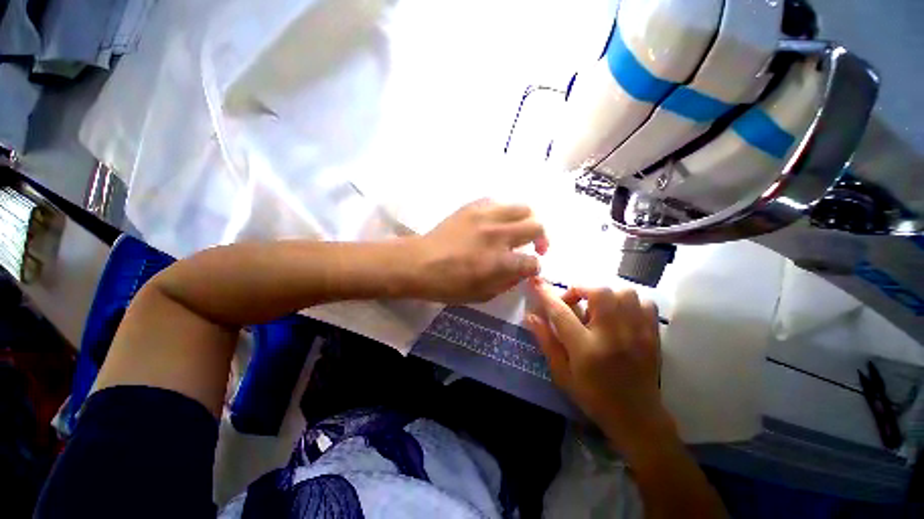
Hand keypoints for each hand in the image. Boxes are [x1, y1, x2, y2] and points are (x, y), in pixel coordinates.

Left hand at [411, 199, 548, 303]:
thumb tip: (521, 272)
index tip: (529, 268)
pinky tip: (497, 222)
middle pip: (537, 226)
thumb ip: (507, 283)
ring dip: (527, 220)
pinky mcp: (473, 206)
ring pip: (523, 207)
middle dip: (542, 239)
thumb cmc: (448, 284)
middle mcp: (498, 235)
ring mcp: (486, 216)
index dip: (534, 267)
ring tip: (519, 230)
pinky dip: (505, 212)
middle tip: (535, 246)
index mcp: (500, 262)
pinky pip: (499, 202)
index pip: (532, 262)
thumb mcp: (481, 295)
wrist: (419, 263)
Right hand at [525, 279, 675, 460]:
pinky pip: (645, 303)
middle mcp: (612, 336)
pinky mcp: (653, 335)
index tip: (536, 282)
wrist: (637, 418)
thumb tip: (531, 315)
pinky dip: (630, 302)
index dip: (546, 294)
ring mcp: (637, 334)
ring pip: (624, 293)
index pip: (561, 312)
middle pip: (599, 292)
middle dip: (581, 289)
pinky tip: (620, 314)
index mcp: (585, 349)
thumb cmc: (592, 397)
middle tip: (574, 301)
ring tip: (598, 308)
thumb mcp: (561, 373)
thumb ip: (546, 341)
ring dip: (606, 294)